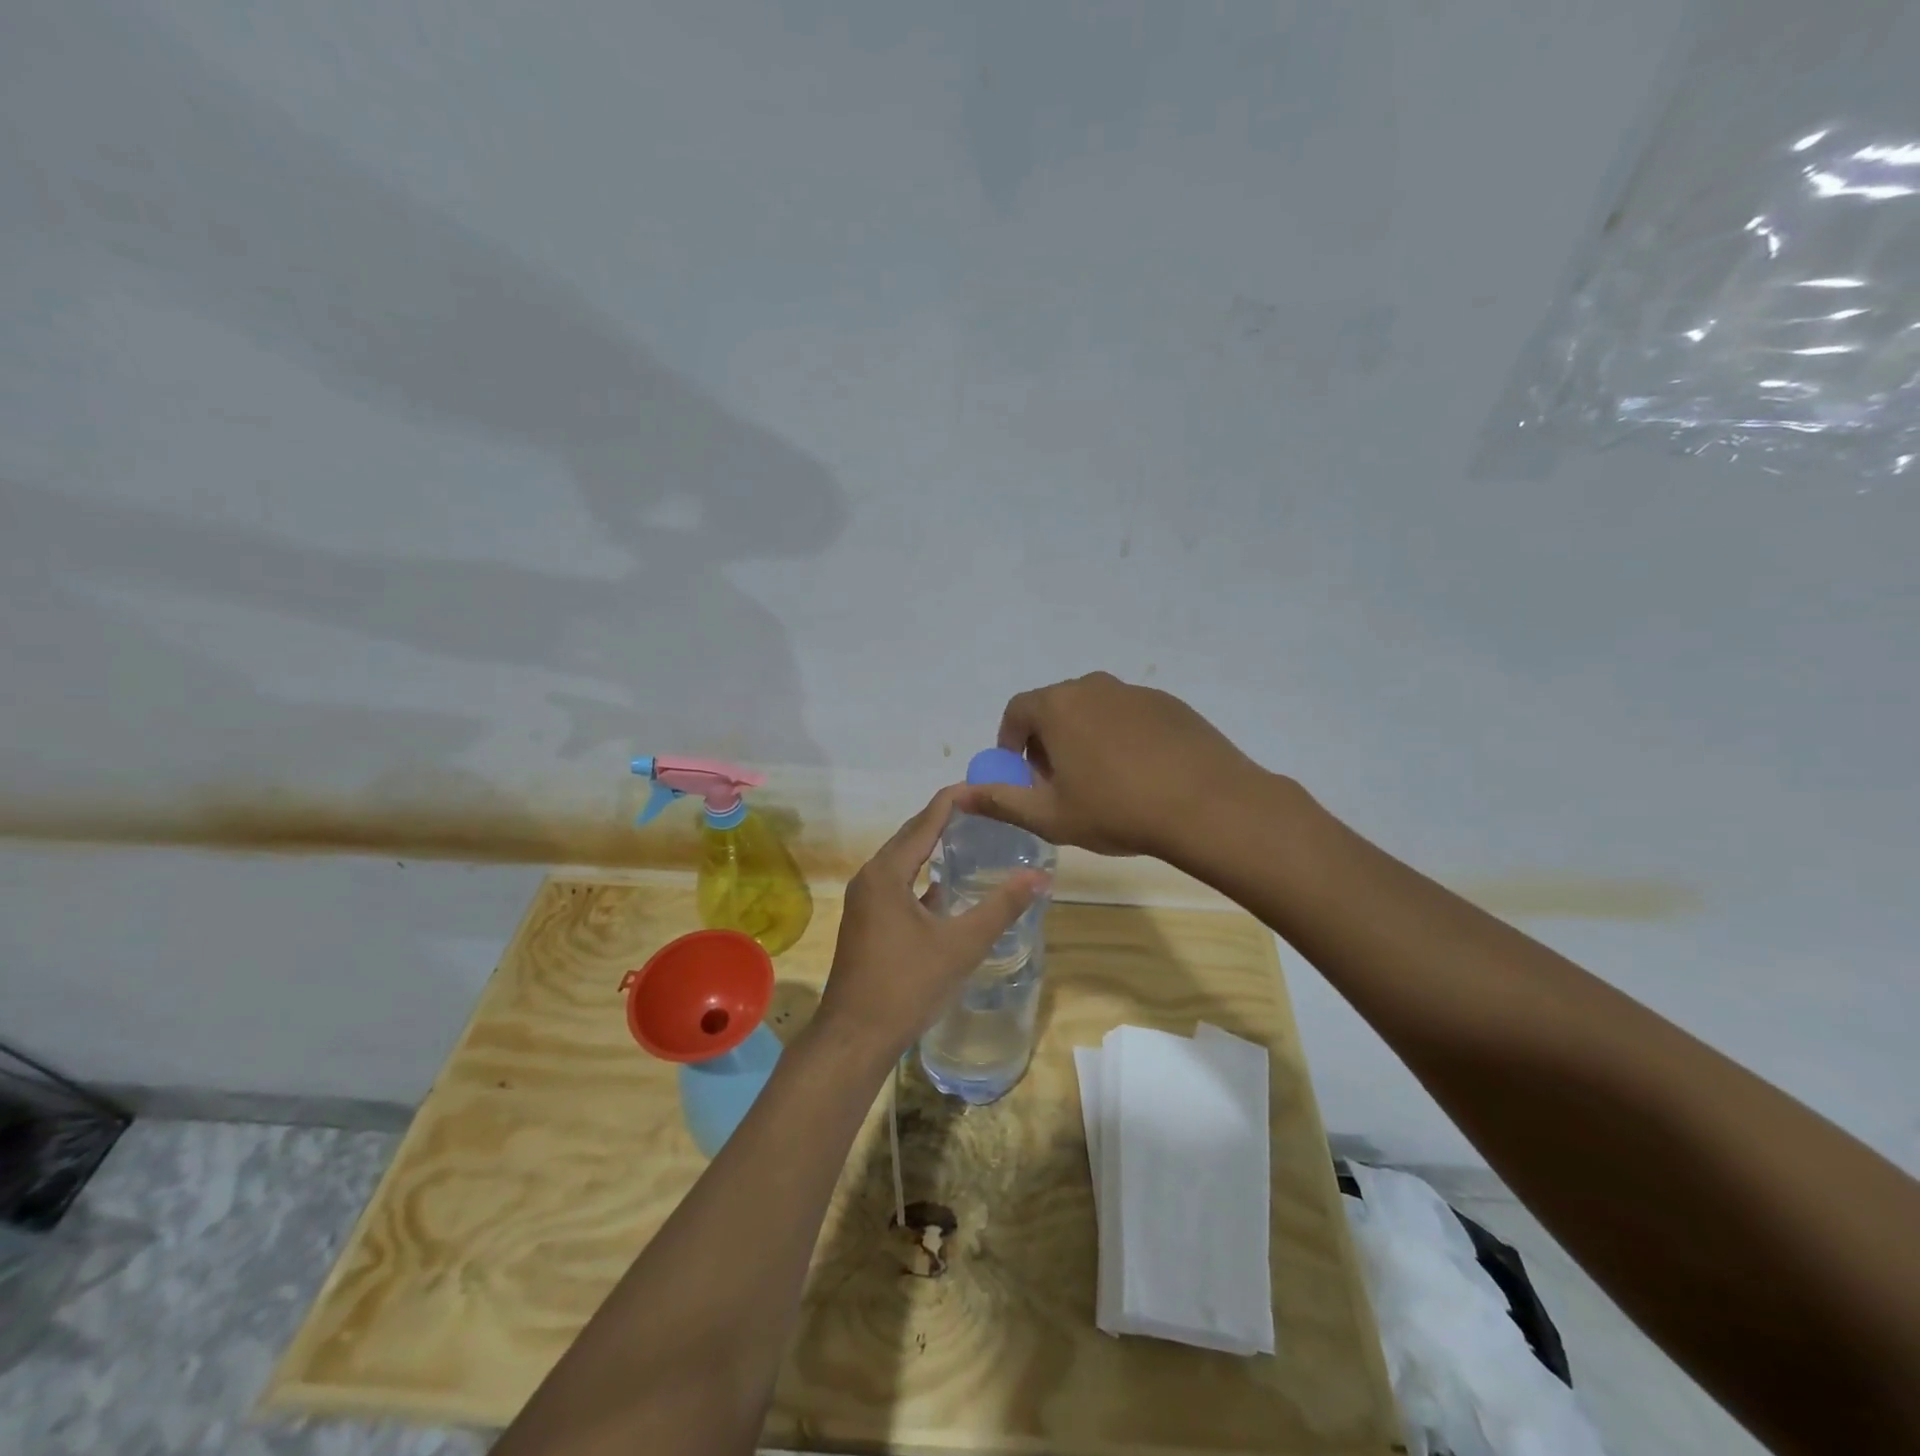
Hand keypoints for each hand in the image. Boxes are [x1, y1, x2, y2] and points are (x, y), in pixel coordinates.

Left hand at [812, 785, 1046, 1067]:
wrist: (855, 1037)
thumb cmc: (907, 985)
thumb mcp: (961, 944)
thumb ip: (1001, 907)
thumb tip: (1040, 876)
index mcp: (887, 872)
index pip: (925, 821)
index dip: (954, 801)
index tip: (983, 786)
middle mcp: (871, 878)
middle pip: (911, 836)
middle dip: (944, 819)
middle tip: (983, 809)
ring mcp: (865, 901)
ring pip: (903, 862)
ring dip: (932, 848)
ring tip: (969, 838)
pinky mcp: (866, 922)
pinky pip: (898, 884)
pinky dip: (922, 877)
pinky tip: (946, 888)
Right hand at [958, 671, 1262, 862]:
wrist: (1209, 805)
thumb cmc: (1117, 810)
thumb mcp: (1050, 816)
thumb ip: (1000, 801)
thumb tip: (958, 794)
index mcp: (1058, 706)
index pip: (1017, 711)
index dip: (1011, 743)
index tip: (1022, 774)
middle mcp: (1093, 686)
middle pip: (1055, 707)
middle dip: (1047, 741)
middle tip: (1059, 782)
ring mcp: (1135, 691)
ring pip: (1094, 710)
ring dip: (1084, 737)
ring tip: (1101, 780)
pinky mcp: (1169, 703)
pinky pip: (1129, 715)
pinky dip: (1121, 737)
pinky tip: (1140, 774)